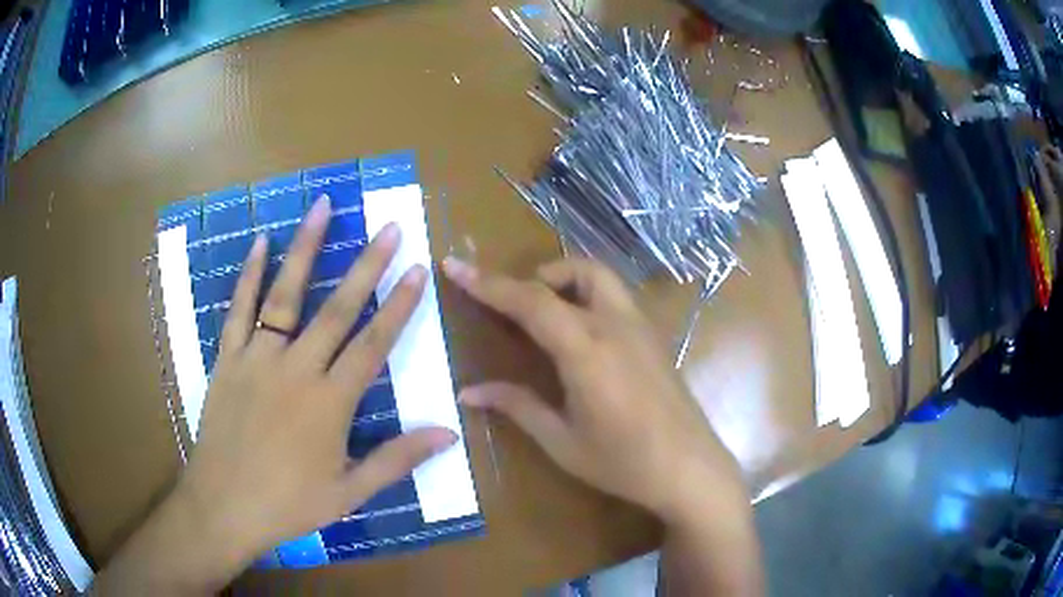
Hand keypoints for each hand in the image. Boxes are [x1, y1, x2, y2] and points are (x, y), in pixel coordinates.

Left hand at [171, 196, 454, 577]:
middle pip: (336, 309)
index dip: (398, 306)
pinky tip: (259, 242)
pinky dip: (248, 274)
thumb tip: (449, 433)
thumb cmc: (289, 504)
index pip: (373, 344)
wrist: (224, 506)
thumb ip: (398, 459)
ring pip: (285, 295)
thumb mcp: (350, 492)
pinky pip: (238, 309)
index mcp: (330, 403)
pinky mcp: (228, 359)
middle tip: (388, 227)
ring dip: (306, 249)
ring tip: (322, 208)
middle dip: (367, 266)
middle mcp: (296, 370)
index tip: (417, 269)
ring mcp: (257, 359)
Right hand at [442, 257, 747, 522]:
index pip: (530, 301)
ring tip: (546, 314)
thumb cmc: (623, 462)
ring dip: (568, 280)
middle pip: (575, 271)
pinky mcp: (655, 339)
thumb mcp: (562, 441)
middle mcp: (616, 326)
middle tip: (513, 304)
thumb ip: (516, 406)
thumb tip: (467, 392)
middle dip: (537, 275)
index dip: (488, 283)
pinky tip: (581, 334)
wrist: (690, 469)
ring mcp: (641, 329)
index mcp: (586, 350)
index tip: (454, 266)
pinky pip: (617, 298)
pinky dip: (589, 296)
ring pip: (602, 278)